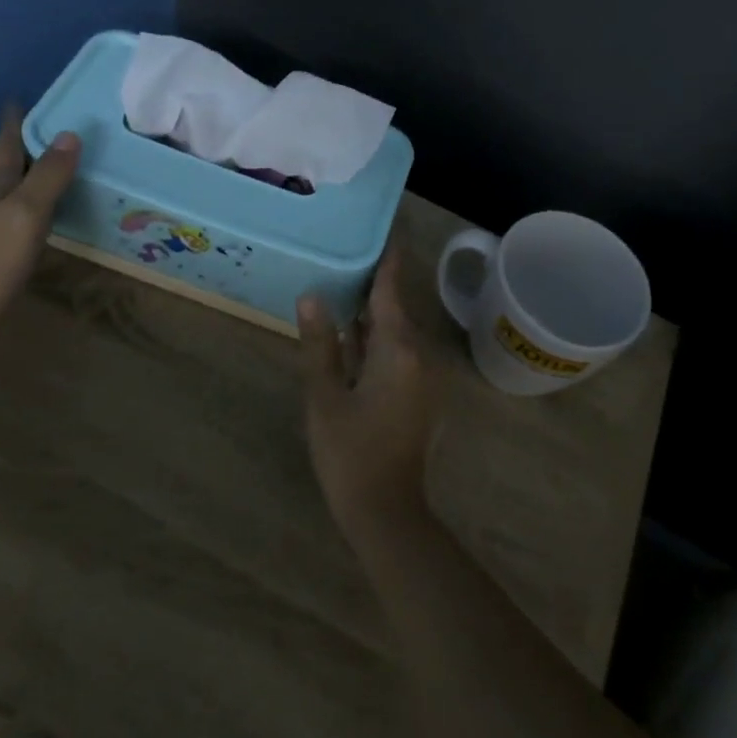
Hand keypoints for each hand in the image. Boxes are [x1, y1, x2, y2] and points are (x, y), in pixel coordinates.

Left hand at [0, 105, 80, 340]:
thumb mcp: (25, 214)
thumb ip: (48, 176)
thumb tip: (70, 134)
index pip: (4, 144)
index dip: (13, 122)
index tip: (18, 100)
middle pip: (1, 168)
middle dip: (22, 149)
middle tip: (51, 136)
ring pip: (2, 195)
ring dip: (23, 181)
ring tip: (50, 175)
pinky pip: (5, 222)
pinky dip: (22, 212)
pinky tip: (33, 225)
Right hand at [296, 244, 438, 537]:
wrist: (387, 511)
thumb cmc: (350, 453)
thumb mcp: (324, 396)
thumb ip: (319, 343)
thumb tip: (311, 296)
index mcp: (399, 349)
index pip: (391, 288)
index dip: (386, 256)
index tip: (380, 226)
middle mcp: (420, 354)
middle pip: (395, 306)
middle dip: (372, 281)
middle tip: (343, 252)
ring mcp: (425, 376)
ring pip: (397, 330)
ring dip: (373, 312)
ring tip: (342, 284)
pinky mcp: (421, 393)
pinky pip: (400, 351)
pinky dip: (378, 337)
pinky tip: (352, 334)